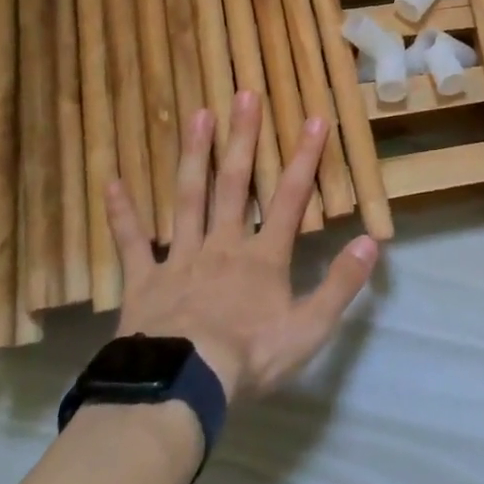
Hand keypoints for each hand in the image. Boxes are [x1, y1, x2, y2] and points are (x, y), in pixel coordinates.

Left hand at [103, 91, 379, 403]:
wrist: (180, 388)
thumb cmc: (248, 358)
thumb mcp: (309, 329)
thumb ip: (340, 283)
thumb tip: (371, 241)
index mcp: (262, 257)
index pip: (289, 198)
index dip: (304, 158)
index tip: (314, 119)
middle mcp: (222, 245)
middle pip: (234, 183)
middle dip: (243, 138)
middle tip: (245, 95)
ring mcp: (179, 259)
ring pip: (188, 198)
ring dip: (193, 156)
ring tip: (198, 115)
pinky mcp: (143, 281)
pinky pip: (130, 243)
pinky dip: (122, 213)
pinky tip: (112, 182)